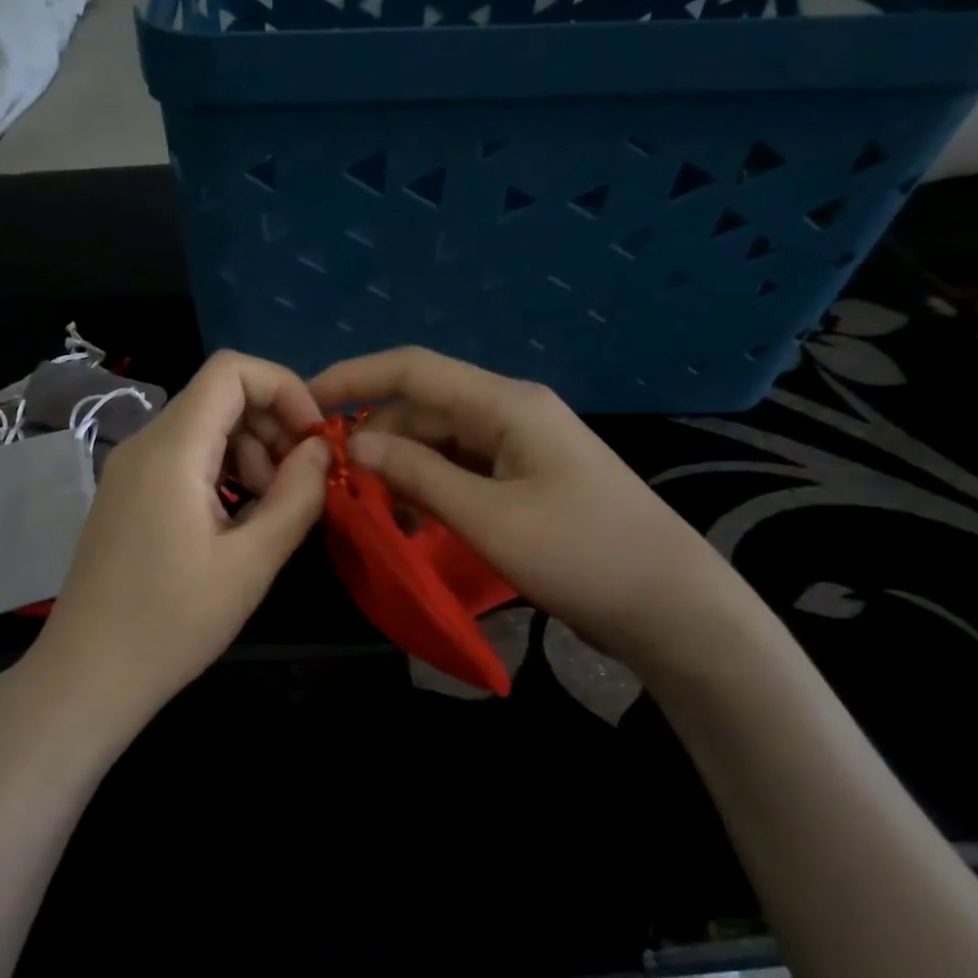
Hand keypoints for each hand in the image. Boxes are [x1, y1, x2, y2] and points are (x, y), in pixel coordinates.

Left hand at [24, 350, 329, 733]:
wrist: (88, 675)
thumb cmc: (172, 622)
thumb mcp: (251, 563)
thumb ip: (296, 497)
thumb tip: (321, 449)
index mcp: (172, 449)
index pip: (231, 369)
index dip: (284, 388)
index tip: (314, 439)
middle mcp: (145, 444)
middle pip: (220, 397)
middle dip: (272, 427)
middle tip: (297, 487)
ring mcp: (131, 469)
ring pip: (205, 429)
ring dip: (250, 455)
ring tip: (269, 512)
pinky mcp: (128, 495)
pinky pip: (185, 459)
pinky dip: (222, 474)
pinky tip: (237, 523)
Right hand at [309, 347, 742, 662]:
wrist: (673, 608)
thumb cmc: (582, 555)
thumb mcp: (488, 517)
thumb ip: (416, 475)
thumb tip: (353, 445)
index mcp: (505, 403)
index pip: (412, 369)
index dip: (353, 377)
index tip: (304, 403)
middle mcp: (510, 411)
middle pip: (421, 408)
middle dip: (374, 439)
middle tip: (333, 485)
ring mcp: (520, 445)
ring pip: (438, 441)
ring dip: (400, 469)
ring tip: (369, 511)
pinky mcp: (525, 477)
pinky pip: (460, 468)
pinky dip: (428, 487)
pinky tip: (409, 519)